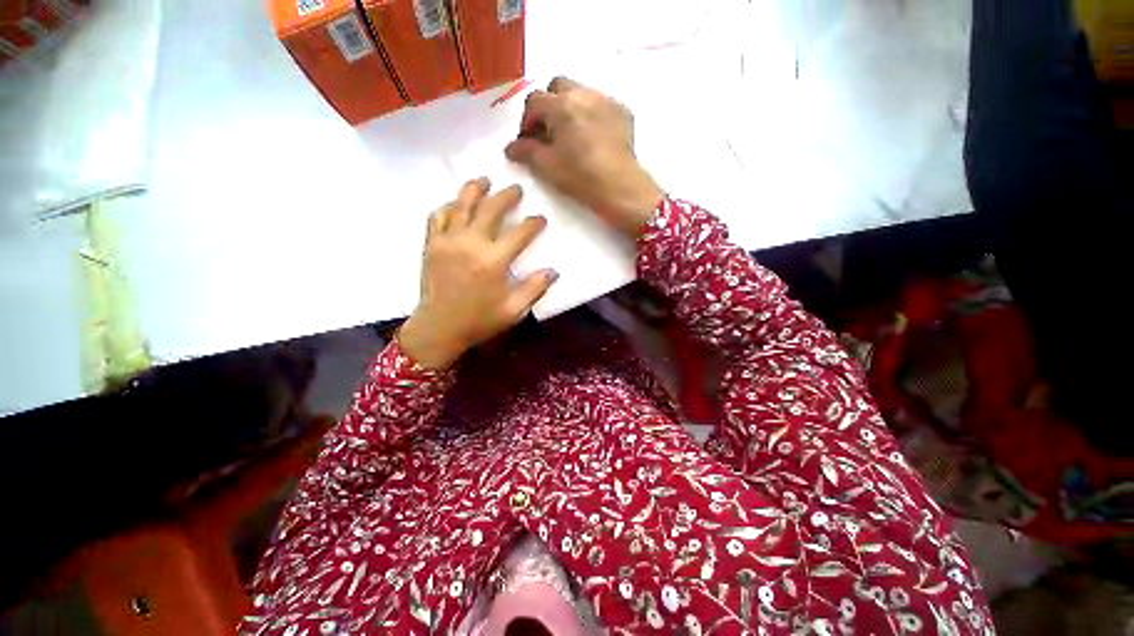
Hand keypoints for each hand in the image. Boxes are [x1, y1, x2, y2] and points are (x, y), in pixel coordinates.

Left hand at [398, 178, 557, 369]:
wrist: (439, 328)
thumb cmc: (479, 320)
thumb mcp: (513, 310)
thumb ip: (534, 289)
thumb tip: (553, 271)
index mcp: (493, 261)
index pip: (519, 233)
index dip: (533, 224)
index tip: (540, 219)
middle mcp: (471, 244)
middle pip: (491, 210)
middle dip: (506, 196)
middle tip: (516, 189)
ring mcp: (448, 241)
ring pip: (462, 205)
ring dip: (475, 190)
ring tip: (484, 180)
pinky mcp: (432, 244)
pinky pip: (438, 216)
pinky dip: (448, 206)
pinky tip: (455, 203)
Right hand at [505, 76, 664, 237]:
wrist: (620, 187)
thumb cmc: (580, 177)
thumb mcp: (547, 167)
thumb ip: (526, 152)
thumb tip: (511, 147)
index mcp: (561, 105)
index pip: (534, 101)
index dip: (527, 121)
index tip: (528, 140)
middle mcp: (584, 94)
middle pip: (558, 86)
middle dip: (548, 105)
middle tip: (549, 131)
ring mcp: (606, 101)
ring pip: (581, 92)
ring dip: (570, 108)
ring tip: (571, 135)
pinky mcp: (623, 112)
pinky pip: (601, 105)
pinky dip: (591, 115)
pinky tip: (592, 138)